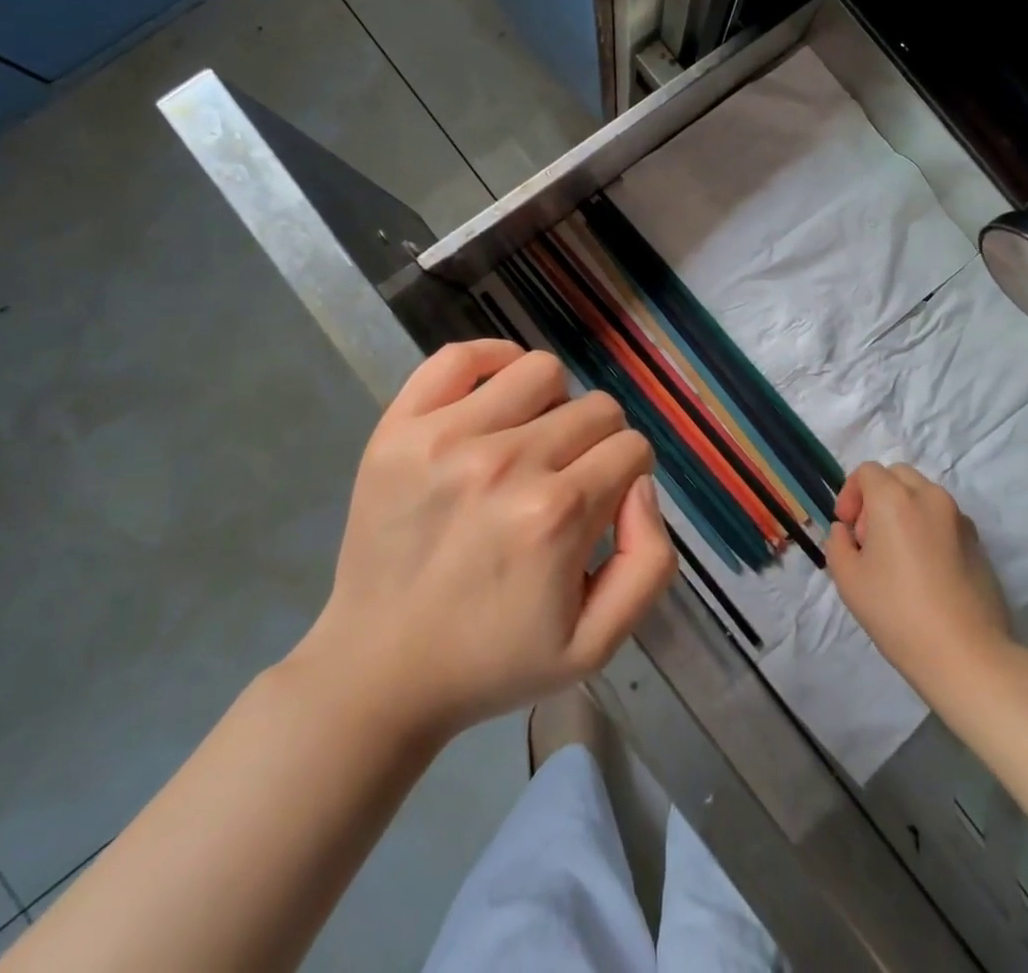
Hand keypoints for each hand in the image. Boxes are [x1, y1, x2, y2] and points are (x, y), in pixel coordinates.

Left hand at [295, 340, 675, 740]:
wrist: (378, 671)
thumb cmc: (494, 660)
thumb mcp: (598, 643)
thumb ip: (650, 560)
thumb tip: (639, 483)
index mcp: (557, 515)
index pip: (631, 448)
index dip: (627, 476)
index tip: (601, 505)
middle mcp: (506, 463)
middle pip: (596, 409)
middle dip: (597, 444)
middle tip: (565, 483)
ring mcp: (446, 437)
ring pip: (542, 371)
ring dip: (553, 404)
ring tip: (530, 442)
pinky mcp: (400, 428)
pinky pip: (460, 356)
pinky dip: (492, 361)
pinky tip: (496, 397)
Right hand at [826, 462, 1013, 694]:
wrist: (965, 655)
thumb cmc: (897, 613)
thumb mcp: (847, 579)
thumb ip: (838, 542)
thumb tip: (847, 532)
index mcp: (894, 499)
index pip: (867, 472)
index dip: (850, 494)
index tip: (847, 528)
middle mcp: (930, 497)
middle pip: (897, 476)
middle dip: (877, 496)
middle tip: (869, 538)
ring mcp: (960, 519)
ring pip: (923, 496)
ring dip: (904, 511)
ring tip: (898, 556)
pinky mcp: (979, 543)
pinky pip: (945, 519)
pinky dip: (928, 528)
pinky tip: (925, 570)